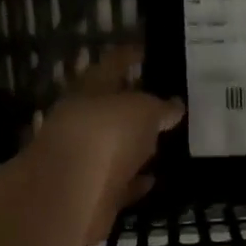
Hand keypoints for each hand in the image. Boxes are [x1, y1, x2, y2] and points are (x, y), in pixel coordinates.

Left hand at [33, 45, 184, 244]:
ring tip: (163, 140)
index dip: (130, 56)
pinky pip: (118, 182)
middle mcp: (82, 120)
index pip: (112, 64)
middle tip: (164, 101)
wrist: (71, 194)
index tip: (146, 51)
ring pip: (113, 146)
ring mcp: (83, 158)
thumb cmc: (107, 134)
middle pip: (109, 107)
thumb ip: (160, 107)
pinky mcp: (91, 193)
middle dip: (132, 104)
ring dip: (134, 145)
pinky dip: (134, 180)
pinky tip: (153, 179)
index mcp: (89, 89)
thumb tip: (175, 106)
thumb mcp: (143, 110)